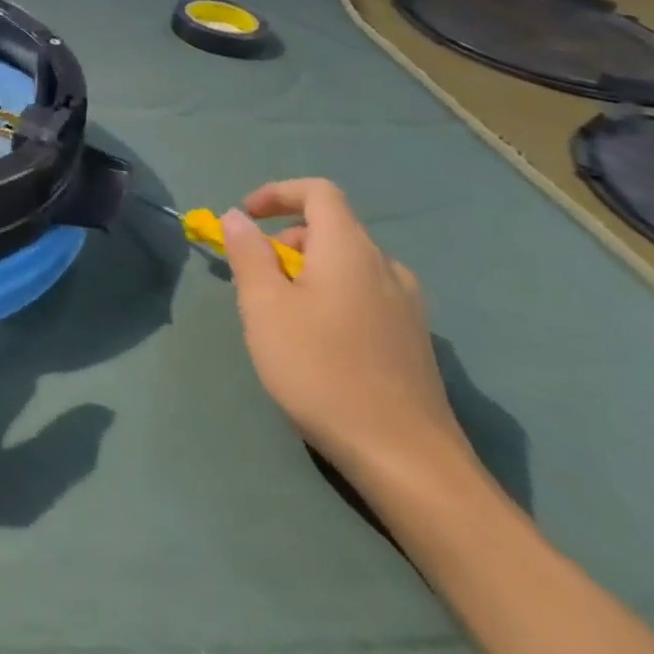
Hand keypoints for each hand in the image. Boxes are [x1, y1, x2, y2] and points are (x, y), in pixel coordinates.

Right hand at [221, 179, 467, 479]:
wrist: (408, 462)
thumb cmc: (322, 370)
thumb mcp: (264, 306)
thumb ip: (247, 253)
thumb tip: (238, 217)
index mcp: (350, 249)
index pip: (317, 191)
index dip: (277, 193)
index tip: (245, 218)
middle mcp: (386, 267)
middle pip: (330, 229)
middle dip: (285, 241)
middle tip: (256, 281)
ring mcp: (408, 307)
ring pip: (347, 266)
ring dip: (308, 272)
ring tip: (283, 316)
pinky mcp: (415, 342)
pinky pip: (365, 296)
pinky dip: (333, 298)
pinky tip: (320, 345)